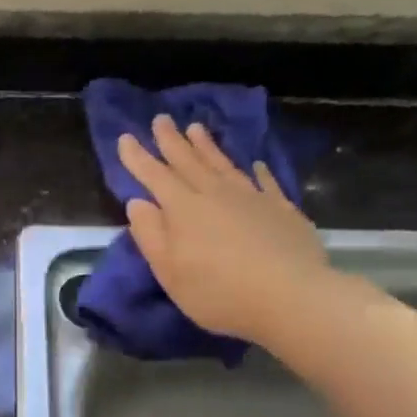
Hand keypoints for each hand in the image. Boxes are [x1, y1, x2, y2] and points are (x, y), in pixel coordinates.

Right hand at [118, 115, 334, 342]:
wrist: (291, 297)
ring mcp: (252, 198)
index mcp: (183, 210)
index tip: (126, 137)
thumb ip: (151, 236)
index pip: (155, 176)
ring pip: (223, 164)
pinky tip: (255, 164)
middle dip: (171, 140)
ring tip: (196, 128)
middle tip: (161, 118)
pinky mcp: (281, 209)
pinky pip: (265, 182)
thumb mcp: (170, 273)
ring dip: (207, 146)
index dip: (138, 157)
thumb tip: (138, 203)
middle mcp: (215, 194)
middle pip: (188, 162)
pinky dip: (257, 171)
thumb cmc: (219, 292)